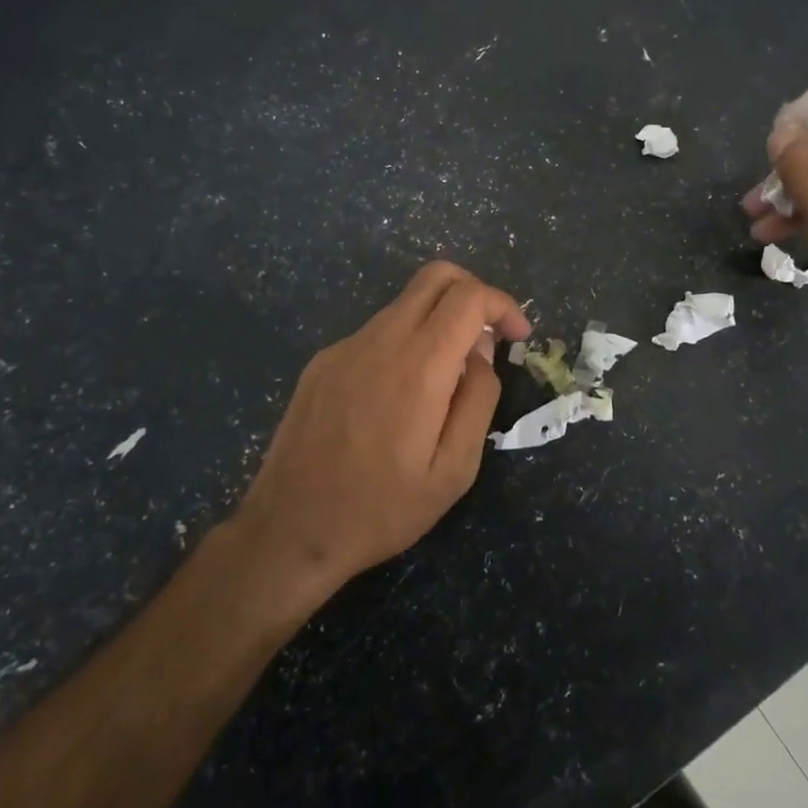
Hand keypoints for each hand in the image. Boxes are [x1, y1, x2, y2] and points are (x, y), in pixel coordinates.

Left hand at [232, 261, 531, 605]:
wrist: (289, 531)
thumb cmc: (380, 510)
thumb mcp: (453, 471)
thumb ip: (478, 401)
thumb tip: (481, 355)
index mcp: (418, 367)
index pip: (468, 296)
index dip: (503, 304)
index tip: (518, 336)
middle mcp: (380, 341)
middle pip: (436, 276)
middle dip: (474, 292)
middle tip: (489, 337)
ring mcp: (345, 347)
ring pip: (405, 303)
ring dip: (439, 320)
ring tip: (447, 379)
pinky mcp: (322, 362)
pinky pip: (377, 332)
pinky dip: (405, 342)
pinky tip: (400, 397)